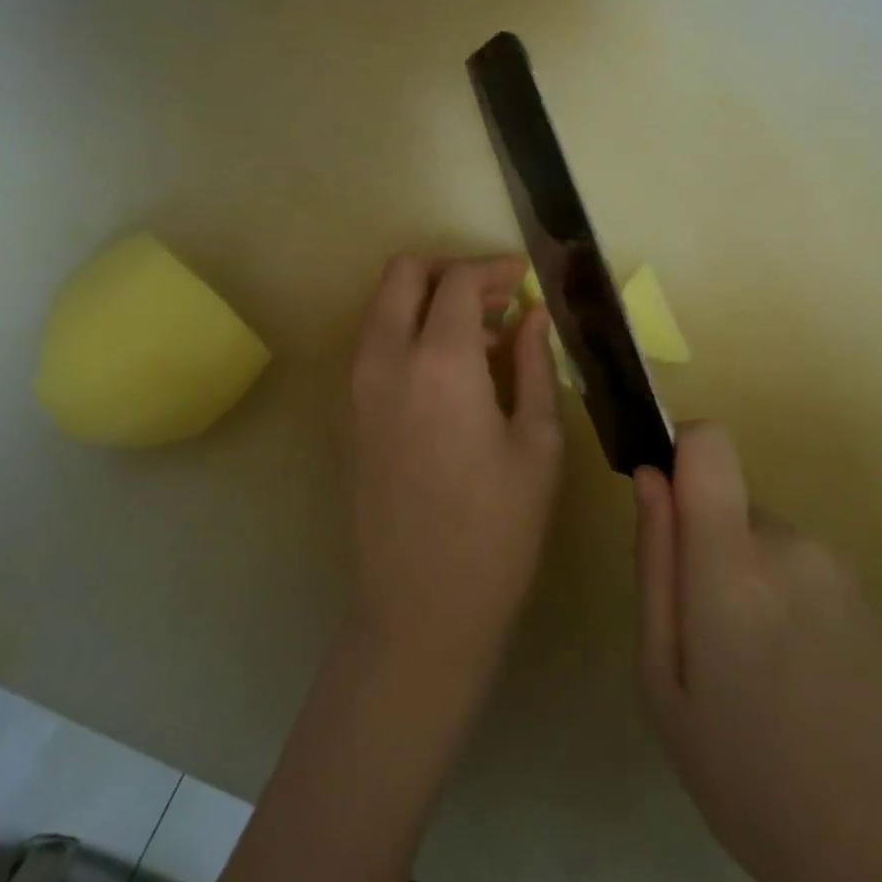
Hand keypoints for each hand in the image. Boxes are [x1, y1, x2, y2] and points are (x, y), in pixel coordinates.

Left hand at [345, 254, 563, 680]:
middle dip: (449, 271)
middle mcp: (384, 360)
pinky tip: (449, 373)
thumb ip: (533, 366)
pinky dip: (407, 333)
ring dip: (426, 301)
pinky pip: (373, 345)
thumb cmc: (497, 531)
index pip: (458, 281)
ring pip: (381, 307)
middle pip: (403, 275)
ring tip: (481, 337)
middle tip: (496, 298)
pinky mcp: (345, 415)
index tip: (522, 280)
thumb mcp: (537, 444)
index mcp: (438, 362)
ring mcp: (355, 388)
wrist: (420, 612)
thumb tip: (532, 315)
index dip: (494, 270)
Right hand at [633, 423, 881, 881]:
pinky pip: (798, 568)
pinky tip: (794, 678)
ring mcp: (836, 566)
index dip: (681, 452)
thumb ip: (655, 565)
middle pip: (729, 502)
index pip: (709, 442)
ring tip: (751, 670)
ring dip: (745, 580)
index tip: (665, 504)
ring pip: (762, 539)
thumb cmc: (747, 774)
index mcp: (733, 562)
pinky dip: (782, 602)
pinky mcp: (865, 592)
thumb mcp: (664, 679)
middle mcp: (790, 543)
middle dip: (706, 547)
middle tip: (705, 639)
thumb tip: (649, 478)